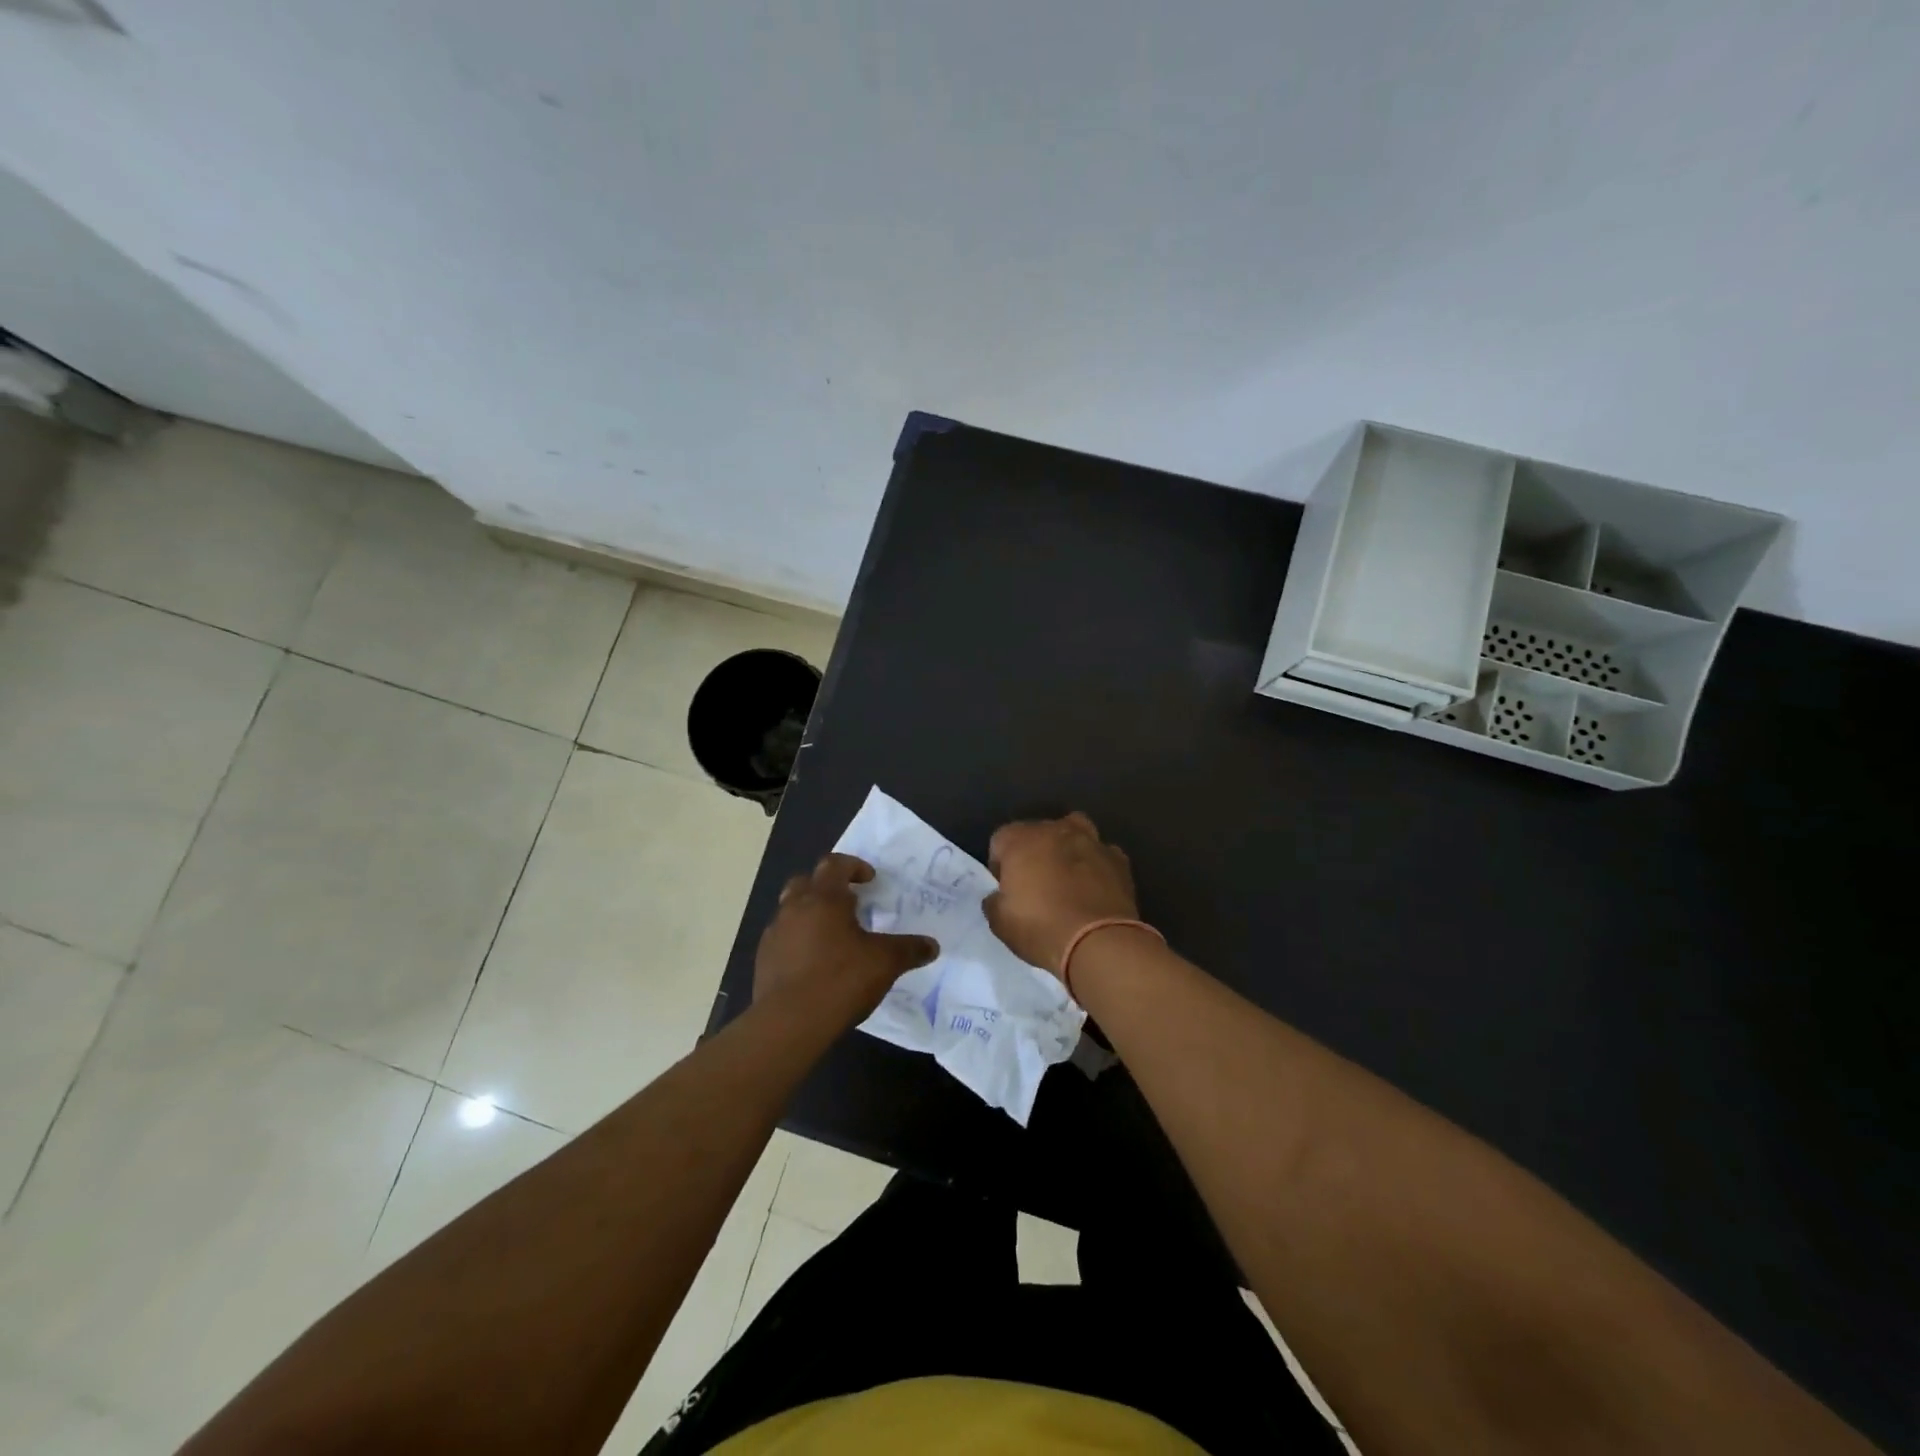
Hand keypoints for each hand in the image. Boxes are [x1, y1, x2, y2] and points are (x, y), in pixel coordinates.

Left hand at [755, 853, 938, 1026]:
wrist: (789, 1022)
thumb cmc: (841, 979)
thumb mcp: (885, 963)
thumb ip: (909, 949)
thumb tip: (932, 946)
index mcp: (824, 898)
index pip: (834, 864)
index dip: (853, 866)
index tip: (869, 879)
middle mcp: (794, 908)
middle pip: (805, 881)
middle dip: (825, 886)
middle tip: (847, 903)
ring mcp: (774, 934)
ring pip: (790, 910)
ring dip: (809, 914)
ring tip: (832, 937)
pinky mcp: (763, 960)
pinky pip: (782, 939)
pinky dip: (797, 942)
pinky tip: (814, 964)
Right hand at [984, 812, 1139, 977]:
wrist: (1099, 942)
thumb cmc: (1041, 928)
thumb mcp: (1000, 923)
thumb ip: (994, 902)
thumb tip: (999, 896)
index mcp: (1021, 839)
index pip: (1000, 840)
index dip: (1000, 865)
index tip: (1006, 889)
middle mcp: (1056, 830)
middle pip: (1038, 832)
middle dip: (1034, 853)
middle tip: (1036, 886)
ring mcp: (1091, 841)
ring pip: (1074, 833)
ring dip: (1068, 850)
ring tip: (1068, 879)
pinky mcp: (1119, 859)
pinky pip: (1102, 855)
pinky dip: (1097, 866)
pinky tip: (1096, 889)